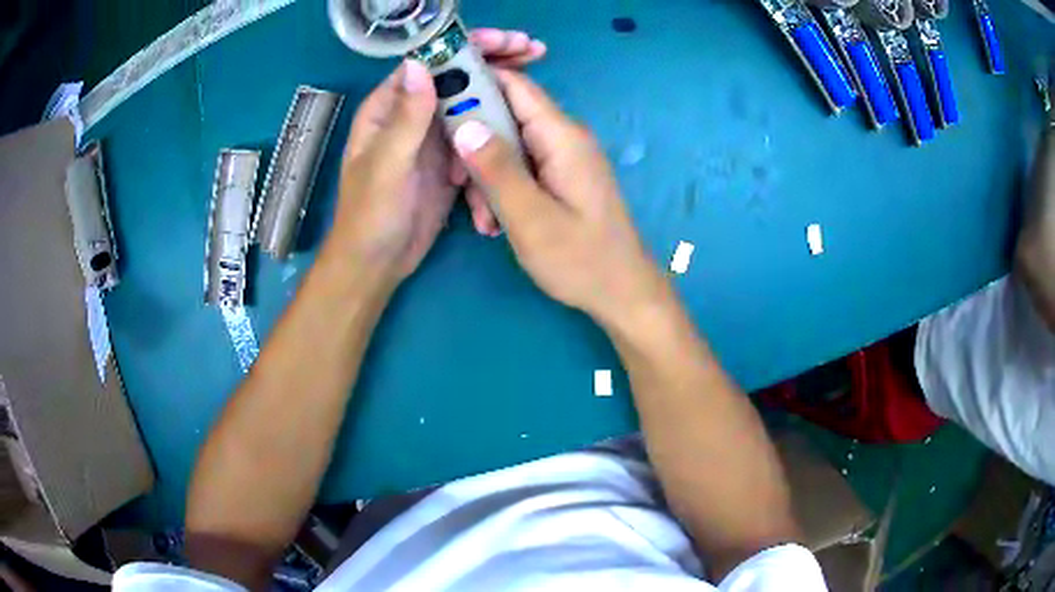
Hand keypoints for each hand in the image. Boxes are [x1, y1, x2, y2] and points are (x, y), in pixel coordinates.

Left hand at [325, 31, 547, 288]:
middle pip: (456, 76)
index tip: (503, 41)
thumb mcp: (385, 166)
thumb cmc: (370, 215)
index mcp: (389, 108)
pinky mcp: (452, 159)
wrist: (378, 262)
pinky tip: (520, 126)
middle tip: (534, 50)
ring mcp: (434, 137)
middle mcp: (412, 114)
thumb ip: (405, 119)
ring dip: (503, 90)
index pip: (429, 62)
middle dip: (493, 61)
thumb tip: (421, 64)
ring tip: (536, 77)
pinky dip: (498, 128)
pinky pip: (479, 135)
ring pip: (472, 102)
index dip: (465, 46)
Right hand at [452, 70, 667, 325]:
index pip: (514, 85)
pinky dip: (502, 187)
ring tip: (484, 220)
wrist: (622, 292)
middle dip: (473, 143)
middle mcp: (563, 136)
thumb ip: (497, 168)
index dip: (474, 81)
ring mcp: (562, 156)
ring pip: (507, 144)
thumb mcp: (530, 218)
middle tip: (456, 183)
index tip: (436, 98)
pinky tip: (496, 222)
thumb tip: (463, 123)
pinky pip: (520, 166)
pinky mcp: (560, 175)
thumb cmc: (581, 260)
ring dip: (485, 175)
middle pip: (505, 115)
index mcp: (561, 136)